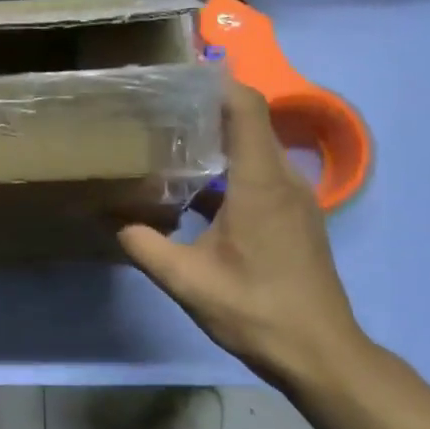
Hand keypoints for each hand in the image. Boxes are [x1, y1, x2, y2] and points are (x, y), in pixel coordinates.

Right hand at [118, 82, 370, 396]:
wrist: (320, 353)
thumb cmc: (256, 310)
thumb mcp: (187, 280)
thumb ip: (142, 244)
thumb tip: (108, 217)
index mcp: (260, 182)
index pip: (244, 106)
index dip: (213, 82)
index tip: (174, 75)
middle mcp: (283, 179)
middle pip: (248, 121)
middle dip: (204, 109)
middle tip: (156, 108)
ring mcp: (294, 199)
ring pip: (253, 150)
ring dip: (215, 142)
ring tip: (168, 142)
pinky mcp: (294, 217)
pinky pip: (259, 176)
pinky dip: (227, 171)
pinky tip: (193, 191)